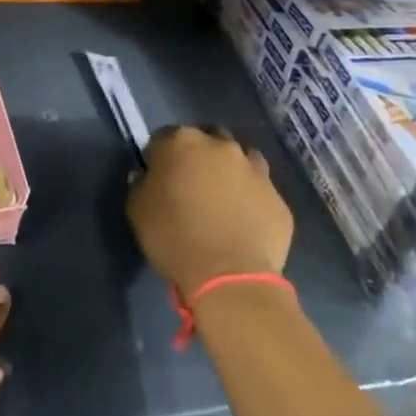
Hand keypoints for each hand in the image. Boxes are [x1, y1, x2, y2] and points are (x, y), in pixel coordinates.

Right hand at [128, 126, 292, 299]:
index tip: (158, 178)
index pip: (164, 138)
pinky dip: (251, 200)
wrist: (229, 277)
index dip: (159, 158)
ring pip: (240, 161)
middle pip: (207, 141)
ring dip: (230, 173)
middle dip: (198, 157)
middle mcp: (222, 146)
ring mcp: (255, 171)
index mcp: (182, 142)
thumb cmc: (174, 237)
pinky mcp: (278, 199)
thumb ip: (140, 184)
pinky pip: (260, 193)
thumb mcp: (137, 210)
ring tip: (222, 201)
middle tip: (191, 186)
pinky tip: (242, 223)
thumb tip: (146, 176)